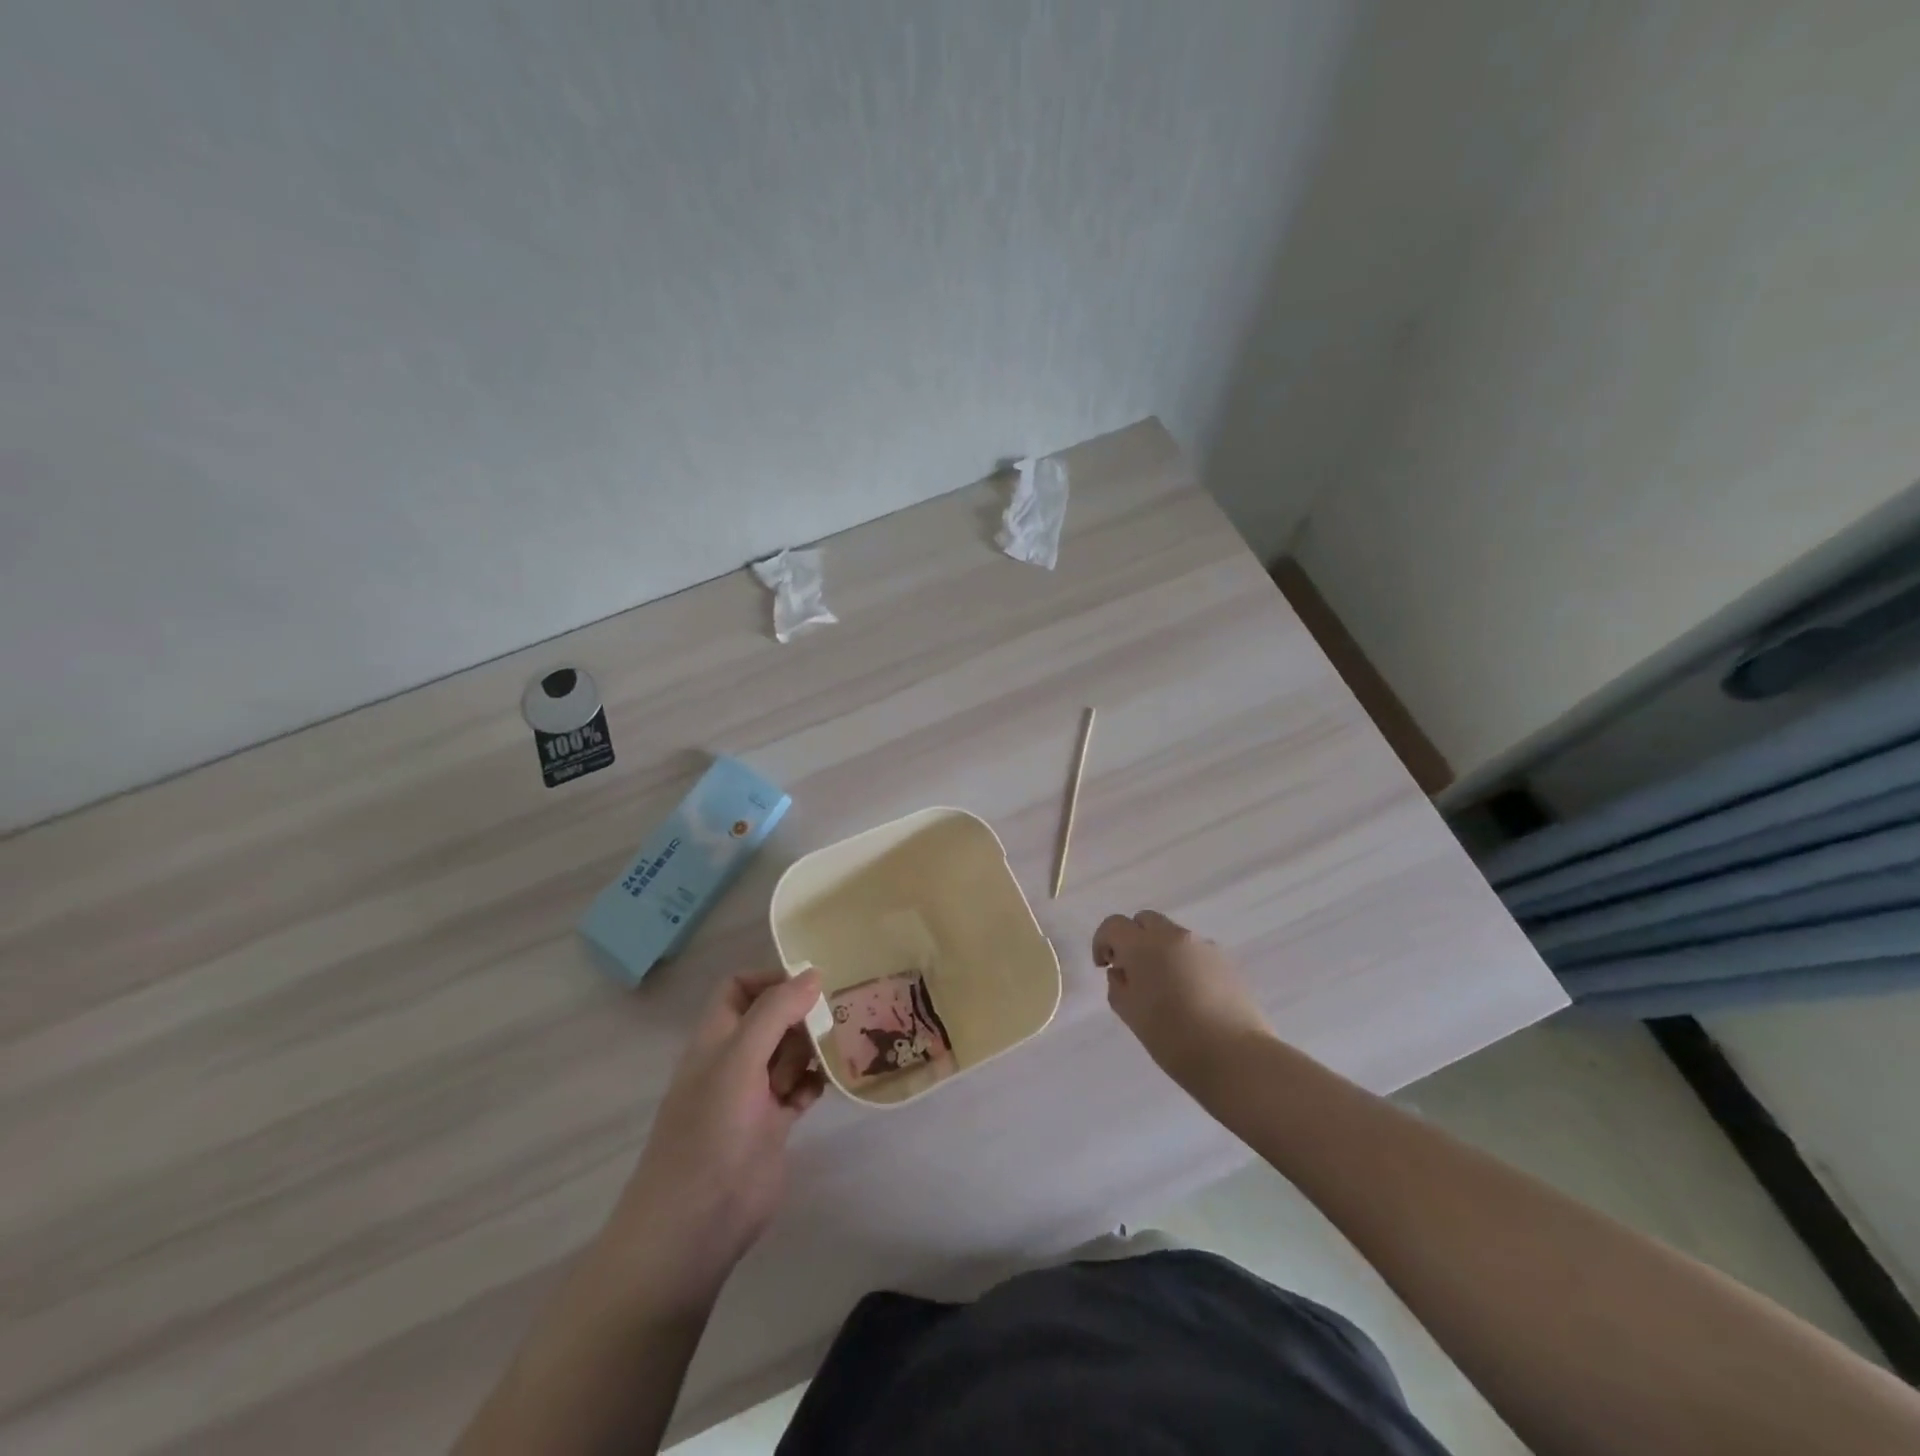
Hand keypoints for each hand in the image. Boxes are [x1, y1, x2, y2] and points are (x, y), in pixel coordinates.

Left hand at [603, 969, 826, 1308]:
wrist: (696, 1224)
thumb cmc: (711, 1130)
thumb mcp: (739, 1059)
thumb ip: (775, 1013)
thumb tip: (813, 974)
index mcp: (716, 1037)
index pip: (739, 987)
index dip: (770, 978)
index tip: (810, 983)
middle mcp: (734, 1059)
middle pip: (772, 1017)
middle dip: (801, 1013)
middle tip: (836, 1015)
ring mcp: (754, 1093)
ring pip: (790, 1052)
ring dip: (813, 1047)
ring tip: (841, 1046)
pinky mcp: (774, 1124)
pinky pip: (802, 1088)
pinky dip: (817, 1081)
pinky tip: (833, 1081)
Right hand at [1094, 911, 1270, 1088]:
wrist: (1236, 1059)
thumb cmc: (1173, 1039)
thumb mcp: (1131, 1015)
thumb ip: (1118, 986)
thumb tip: (1122, 972)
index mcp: (1144, 946)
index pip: (1114, 925)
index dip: (1102, 942)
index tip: (1104, 966)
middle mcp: (1174, 936)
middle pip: (1145, 921)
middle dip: (1133, 939)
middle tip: (1132, 971)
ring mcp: (1204, 946)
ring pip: (1173, 936)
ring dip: (1160, 951)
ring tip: (1165, 988)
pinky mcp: (1227, 962)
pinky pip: (1196, 952)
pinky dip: (1185, 963)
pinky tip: (1191, 996)